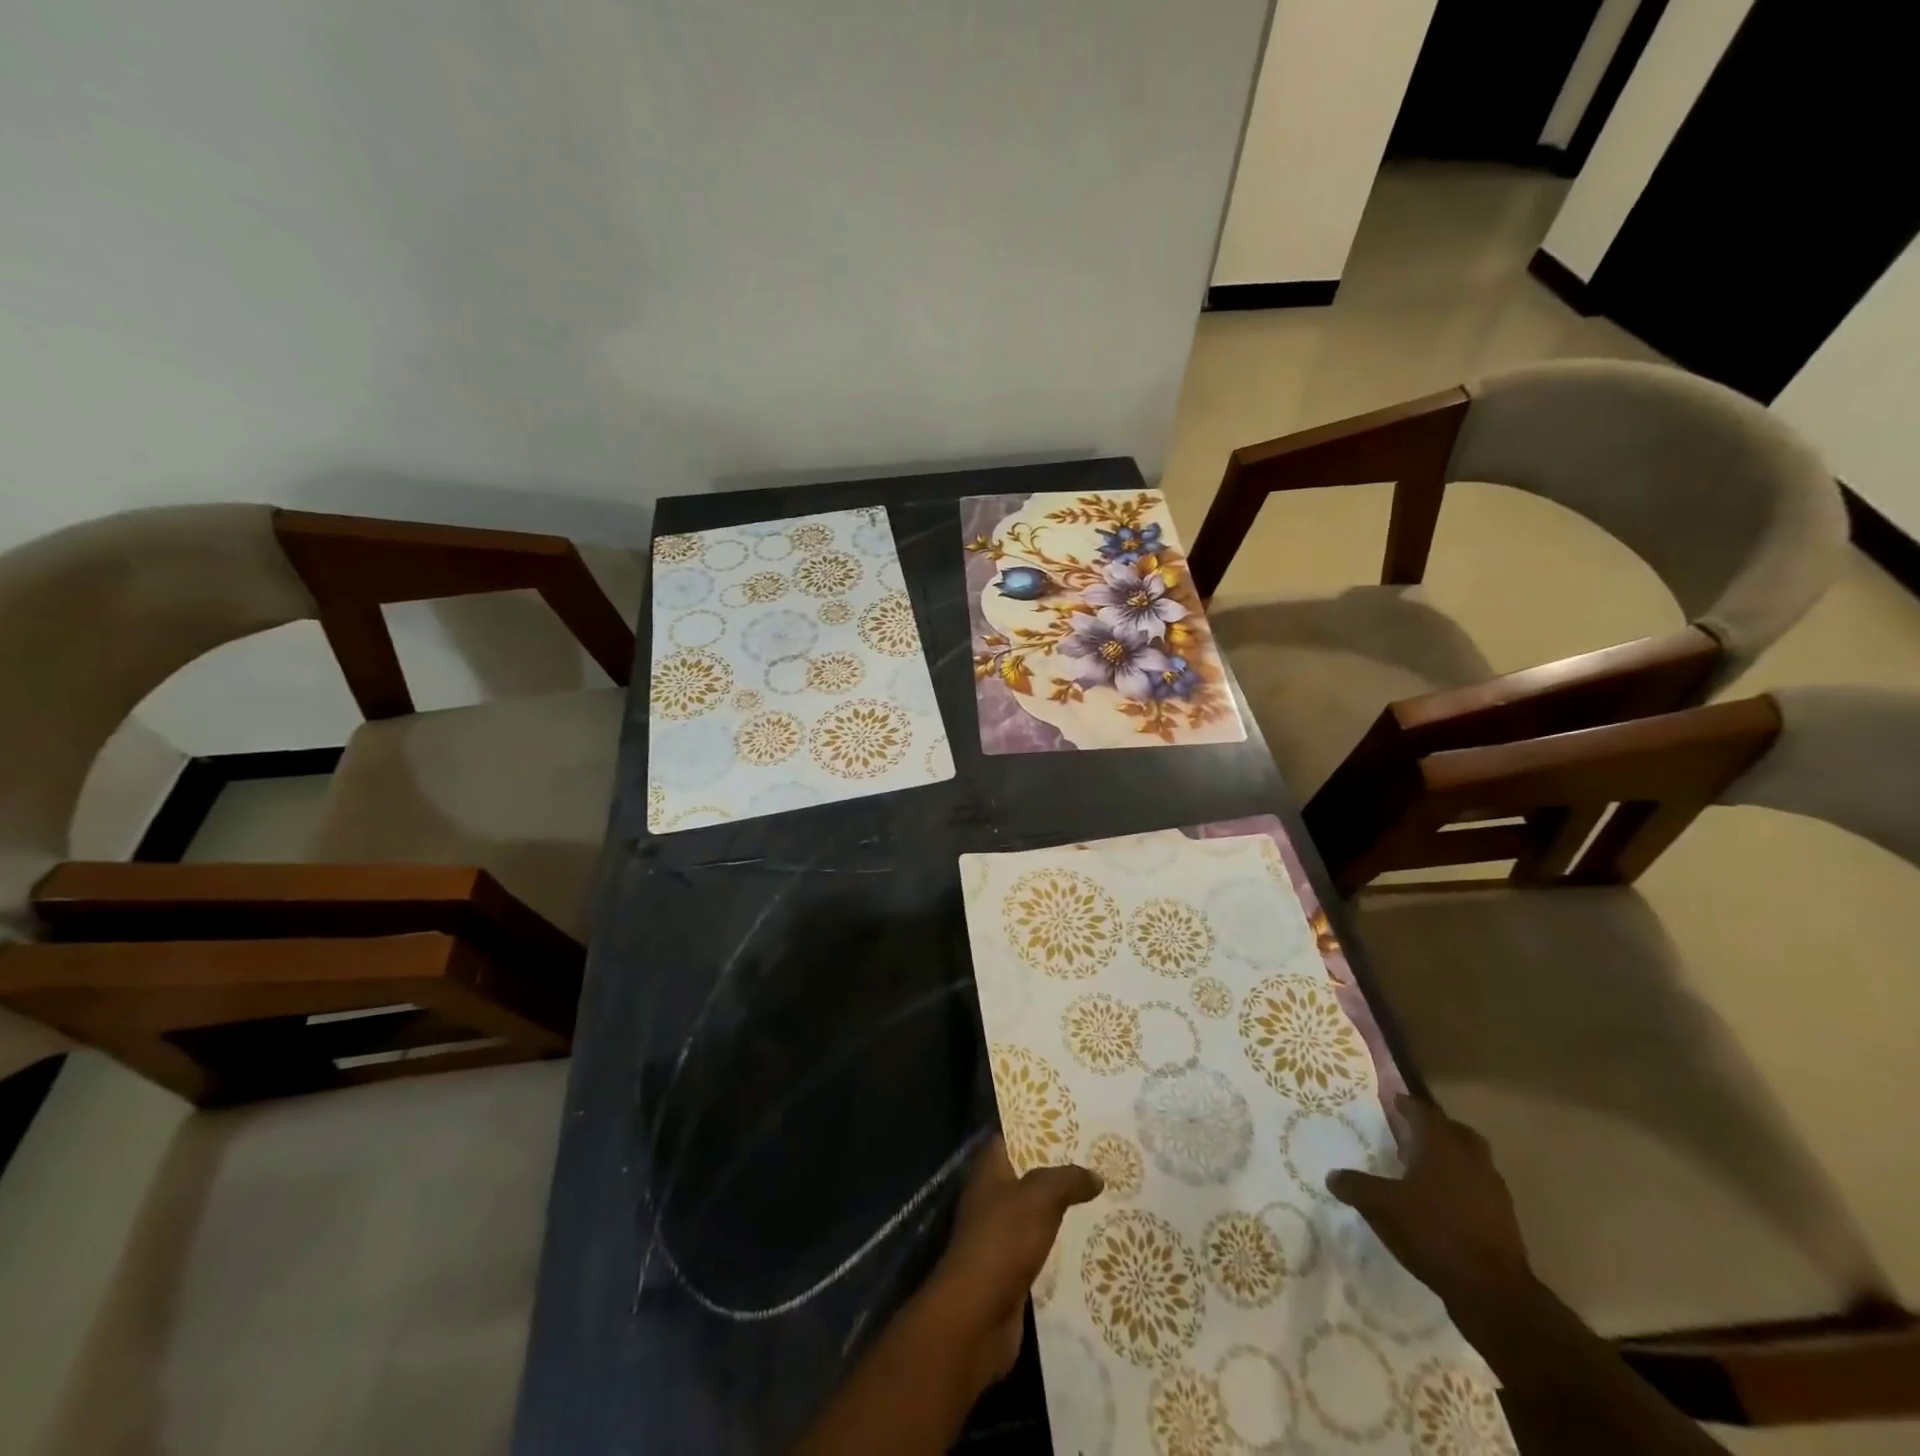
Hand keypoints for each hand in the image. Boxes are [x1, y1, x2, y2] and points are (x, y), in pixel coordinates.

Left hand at [923, 1136, 1101, 1390]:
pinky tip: (1088, 1243)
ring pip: (1035, 1213)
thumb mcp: (1039, 1198)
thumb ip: (1067, 1180)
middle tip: (1097, 1161)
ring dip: (1061, 1210)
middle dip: (1057, 1170)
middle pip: (1027, 1175)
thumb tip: (1095, 1175)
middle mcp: (991, 1198)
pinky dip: (1059, 1245)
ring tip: (1100, 1199)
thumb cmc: (1003, 1240)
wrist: (977, 1316)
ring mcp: (999, 1235)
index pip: (1012, 1137)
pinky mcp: (1010, 1270)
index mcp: (989, 1171)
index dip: (1037, 1129)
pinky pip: (1039, 1248)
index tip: (1071, 1124)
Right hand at [1326, 1095, 1533, 1317]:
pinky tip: (1446, 1204)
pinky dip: (1465, 1186)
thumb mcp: (1381, 1207)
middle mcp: (1471, 1160)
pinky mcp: (1506, 1220)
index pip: (1424, 1112)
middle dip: (1437, 1128)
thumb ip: (1355, 1187)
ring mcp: (1493, 1190)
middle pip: (1457, 1131)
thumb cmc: (1433, 1232)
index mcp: (1441, 1147)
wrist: (1493, 1291)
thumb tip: (1332, 1176)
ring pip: (1474, 1160)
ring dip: (1454, 1158)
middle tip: (1414, 1134)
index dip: (1407, 1105)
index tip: (1394, 1102)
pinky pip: (1482, 1189)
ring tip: (1429, 1170)